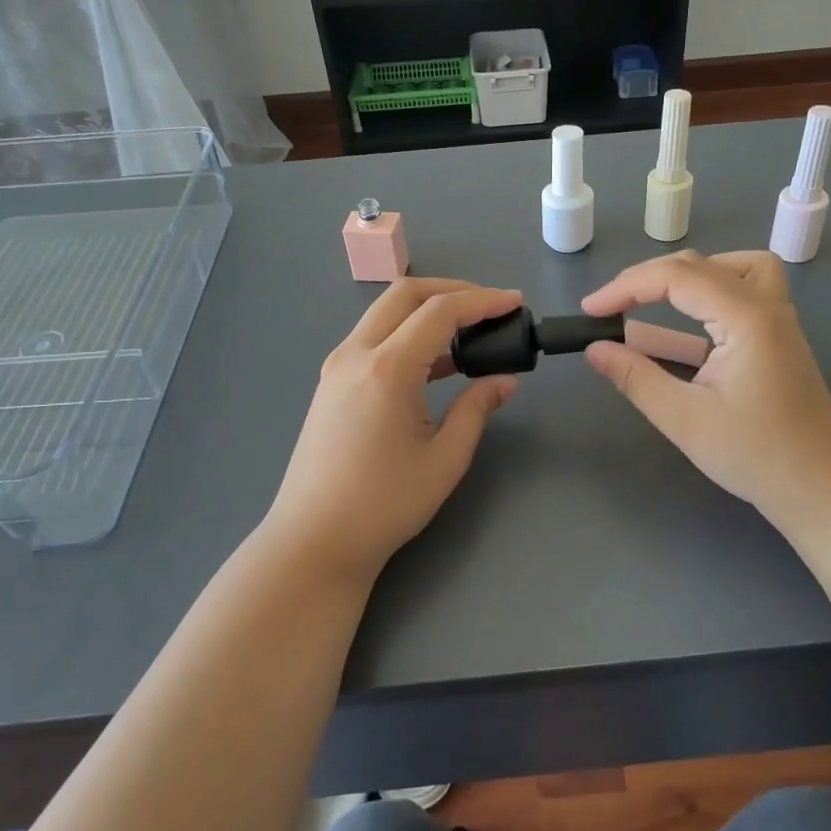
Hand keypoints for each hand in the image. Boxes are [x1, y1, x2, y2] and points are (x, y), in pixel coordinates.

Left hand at [261, 278, 522, 581]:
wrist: (314, 540)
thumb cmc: (385, 504)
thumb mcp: (445, 458)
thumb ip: (477, 409)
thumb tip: (505, 381)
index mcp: (386, 369)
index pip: (440, 312)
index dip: (482, 301)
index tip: (515, 302)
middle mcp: (355, 354)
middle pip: (405, 294)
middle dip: (453, 290)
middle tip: (491, 307)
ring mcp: (337, 366)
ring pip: (386, 313)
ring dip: (428, 310)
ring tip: (471, 332)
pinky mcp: (332, 382)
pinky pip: (374, 338)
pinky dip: (408, 333)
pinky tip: (438, 361)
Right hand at [581, 251, 830, 529]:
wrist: (823, 488)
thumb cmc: (756, 455)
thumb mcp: (685, 419)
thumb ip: (636, 378)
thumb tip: (595, 349)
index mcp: (747, 318)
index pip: (676, 277)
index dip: (626, 287)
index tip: (590, 310)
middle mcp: (766, 306)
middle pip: (701, 265)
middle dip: (648, 279)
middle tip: (611, 307)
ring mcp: (778, 320)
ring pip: (733, 268)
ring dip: (688, 276)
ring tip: (654, 300)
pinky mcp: (778, 338)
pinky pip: (745, 291)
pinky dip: (711, 293)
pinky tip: (690, 324)